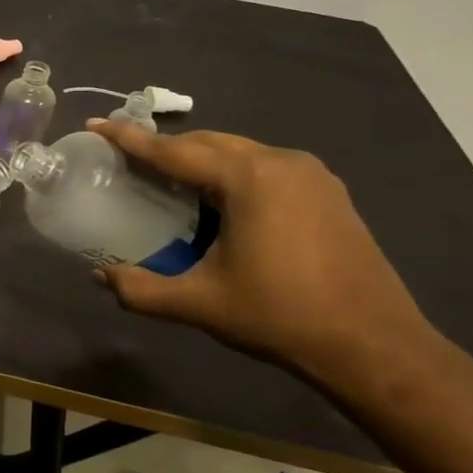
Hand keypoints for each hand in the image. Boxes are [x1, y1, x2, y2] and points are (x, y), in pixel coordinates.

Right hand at [87, 120, 435, 385]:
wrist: (375, 347)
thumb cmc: (281, 317)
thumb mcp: (201, 304)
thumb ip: (141, 289)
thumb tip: (100, 276)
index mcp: (248, 178)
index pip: (175, 151)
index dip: (130, 139)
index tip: (97, 124)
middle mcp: (281, 162)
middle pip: (208, 142)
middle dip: (166, 147)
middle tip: (128, 159)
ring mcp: (312, 175)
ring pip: (238, 152)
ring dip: (199, 159)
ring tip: (168, 180)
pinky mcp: (329, 193)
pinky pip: (265, 167)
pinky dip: (231, 172)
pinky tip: (219, 200)